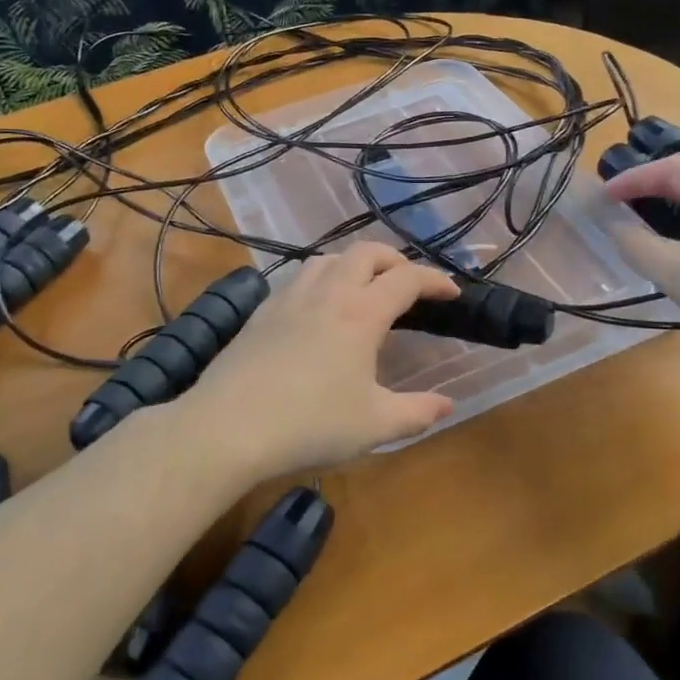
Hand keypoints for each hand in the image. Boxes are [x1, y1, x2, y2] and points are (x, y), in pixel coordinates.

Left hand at [177, 244, 459, 484]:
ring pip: (327, 259)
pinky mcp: (261, 312)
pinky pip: (298, 279)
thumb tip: (447, 405)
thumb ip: (417, 413)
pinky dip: (321, 281)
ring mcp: (288, 298)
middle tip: (408, 284)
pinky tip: (317, 311)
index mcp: (360, 314)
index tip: (451, 292)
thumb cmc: (310, 425)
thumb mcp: (374, 426)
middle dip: (394, 260)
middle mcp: (326, 293)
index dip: (435, 280)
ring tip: (363, 290)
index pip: (406, 279)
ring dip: (354, 265)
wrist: (228, 427)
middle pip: (365, 252)